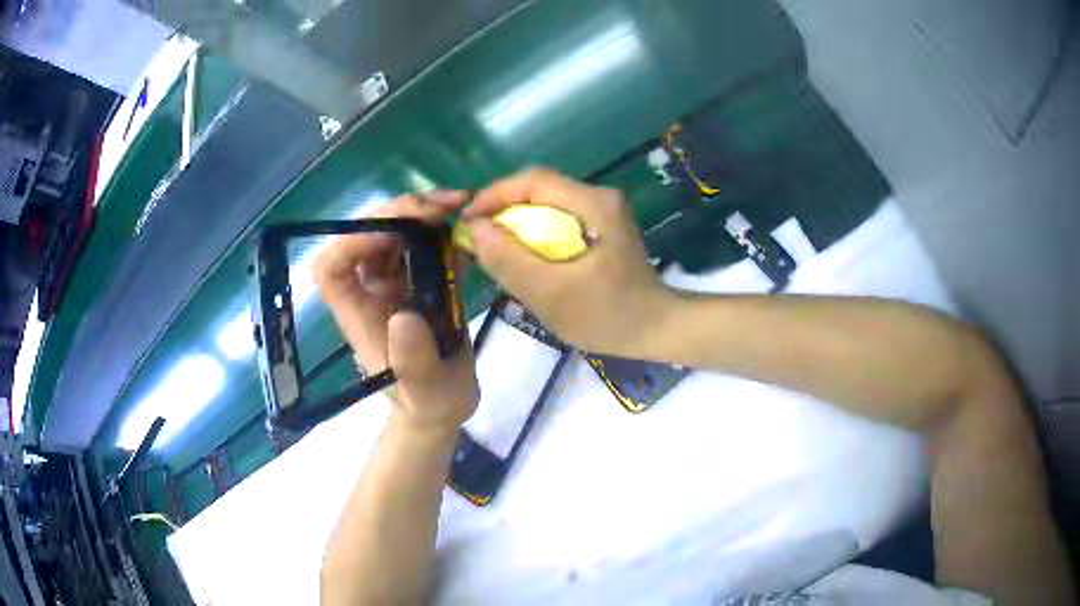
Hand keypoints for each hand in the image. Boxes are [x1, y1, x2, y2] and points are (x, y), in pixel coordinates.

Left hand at [313, 192, 478, 433]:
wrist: (445, 405)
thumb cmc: (427, 403)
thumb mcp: (425, 392)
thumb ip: (414, 363)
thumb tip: (405, 317)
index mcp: (359, 313)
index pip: (332, 268)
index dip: (352, 241)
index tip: (394, 232)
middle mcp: (371, 290)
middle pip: (365, 236)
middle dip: (398, 213)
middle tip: (441, 207)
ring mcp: (396, 283)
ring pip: (395, 232)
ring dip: (423, 214)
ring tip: (458, 206)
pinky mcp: (421, 281)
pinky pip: (425, 245)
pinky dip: (444, 232)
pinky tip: (468, 232)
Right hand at [462, 168, 673, 357]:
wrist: (658, 329)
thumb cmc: (608, 316)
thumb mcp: (551, 294)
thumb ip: (510, 260)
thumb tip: (475, 228)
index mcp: (593, 204)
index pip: (533, 180)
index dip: (494, 195)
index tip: (468, 221)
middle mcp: (600, 197)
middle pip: (539, 189)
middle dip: (502, 209)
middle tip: (477, 237)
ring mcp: (603, 211)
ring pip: (547, 204)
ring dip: (516, 222)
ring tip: (493, 247)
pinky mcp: (603, 227)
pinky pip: (558, 219)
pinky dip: (534, 232)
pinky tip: (523, 255)